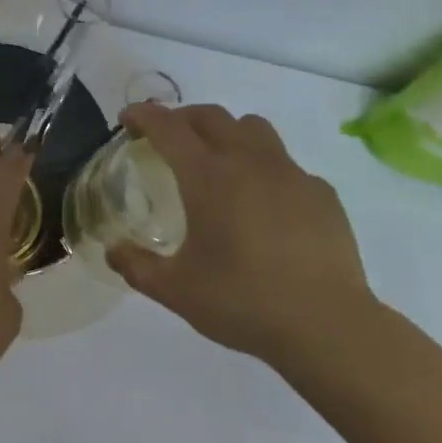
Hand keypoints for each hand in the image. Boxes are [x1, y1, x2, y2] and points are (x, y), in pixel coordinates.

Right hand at [106, 103, 376, 365]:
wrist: (328, 327)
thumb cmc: (243, 302)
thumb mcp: (177, 291)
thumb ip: (137, 267)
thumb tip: (113, 250)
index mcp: (207, 176)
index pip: (167, 126)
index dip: (143, 115)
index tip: (128, 119)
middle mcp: (247, 161)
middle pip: (210, 115)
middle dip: (182, 117)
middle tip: (168, 138)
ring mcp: (289, 173)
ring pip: (252, 127)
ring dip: (227, 132)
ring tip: (219, 160)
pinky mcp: (321, 192)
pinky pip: (286, 164)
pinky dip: (266, 169)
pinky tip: (266, 204)